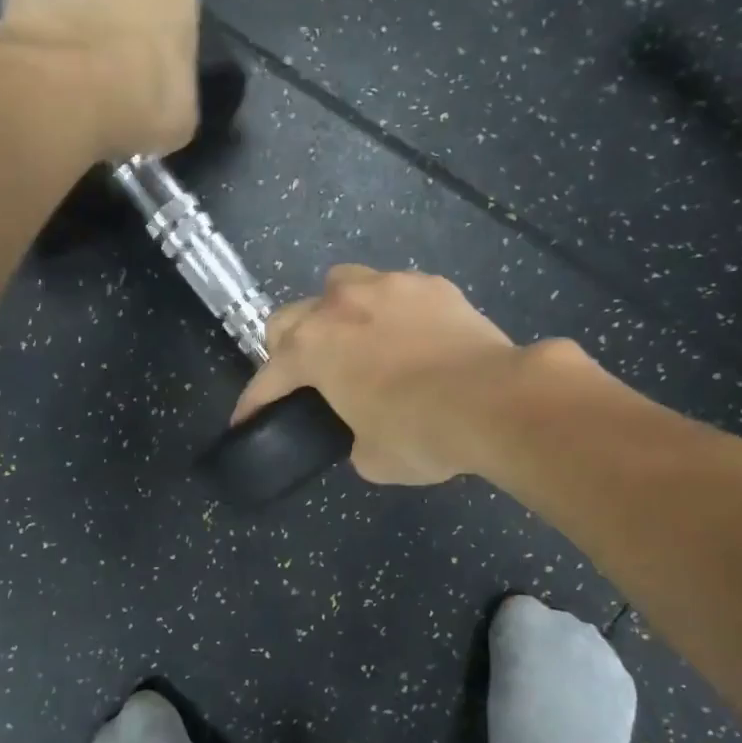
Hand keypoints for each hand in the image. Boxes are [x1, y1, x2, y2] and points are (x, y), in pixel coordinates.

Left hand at [0, 0, 198, 162]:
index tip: (148, 64)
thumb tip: (162, 94)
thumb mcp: (181, 114)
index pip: (175, 2)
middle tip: (106, 53)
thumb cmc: (141, 103)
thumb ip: (176, 88)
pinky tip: (35, 43)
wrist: (67, 90)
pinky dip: (35, 5)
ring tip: (66, 47)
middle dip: (119, 3)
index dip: (160, 34)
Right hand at [230, 267, 534, 484]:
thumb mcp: (372, 457)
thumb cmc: (421, 434)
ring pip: (341, 285)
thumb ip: (353, 437)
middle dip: (287, 347)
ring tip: (356, 341)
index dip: (254, 402)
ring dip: (336, 313)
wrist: (495, 401)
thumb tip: (364, 430)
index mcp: (314, 347)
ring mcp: (388, 286)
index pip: (268, 376)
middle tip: (306, 376)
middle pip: (290, 316)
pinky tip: (412, 337)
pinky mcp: (431, 284)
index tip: (246, 420)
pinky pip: (394, 291)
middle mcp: (341, 305)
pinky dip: (391, 312)